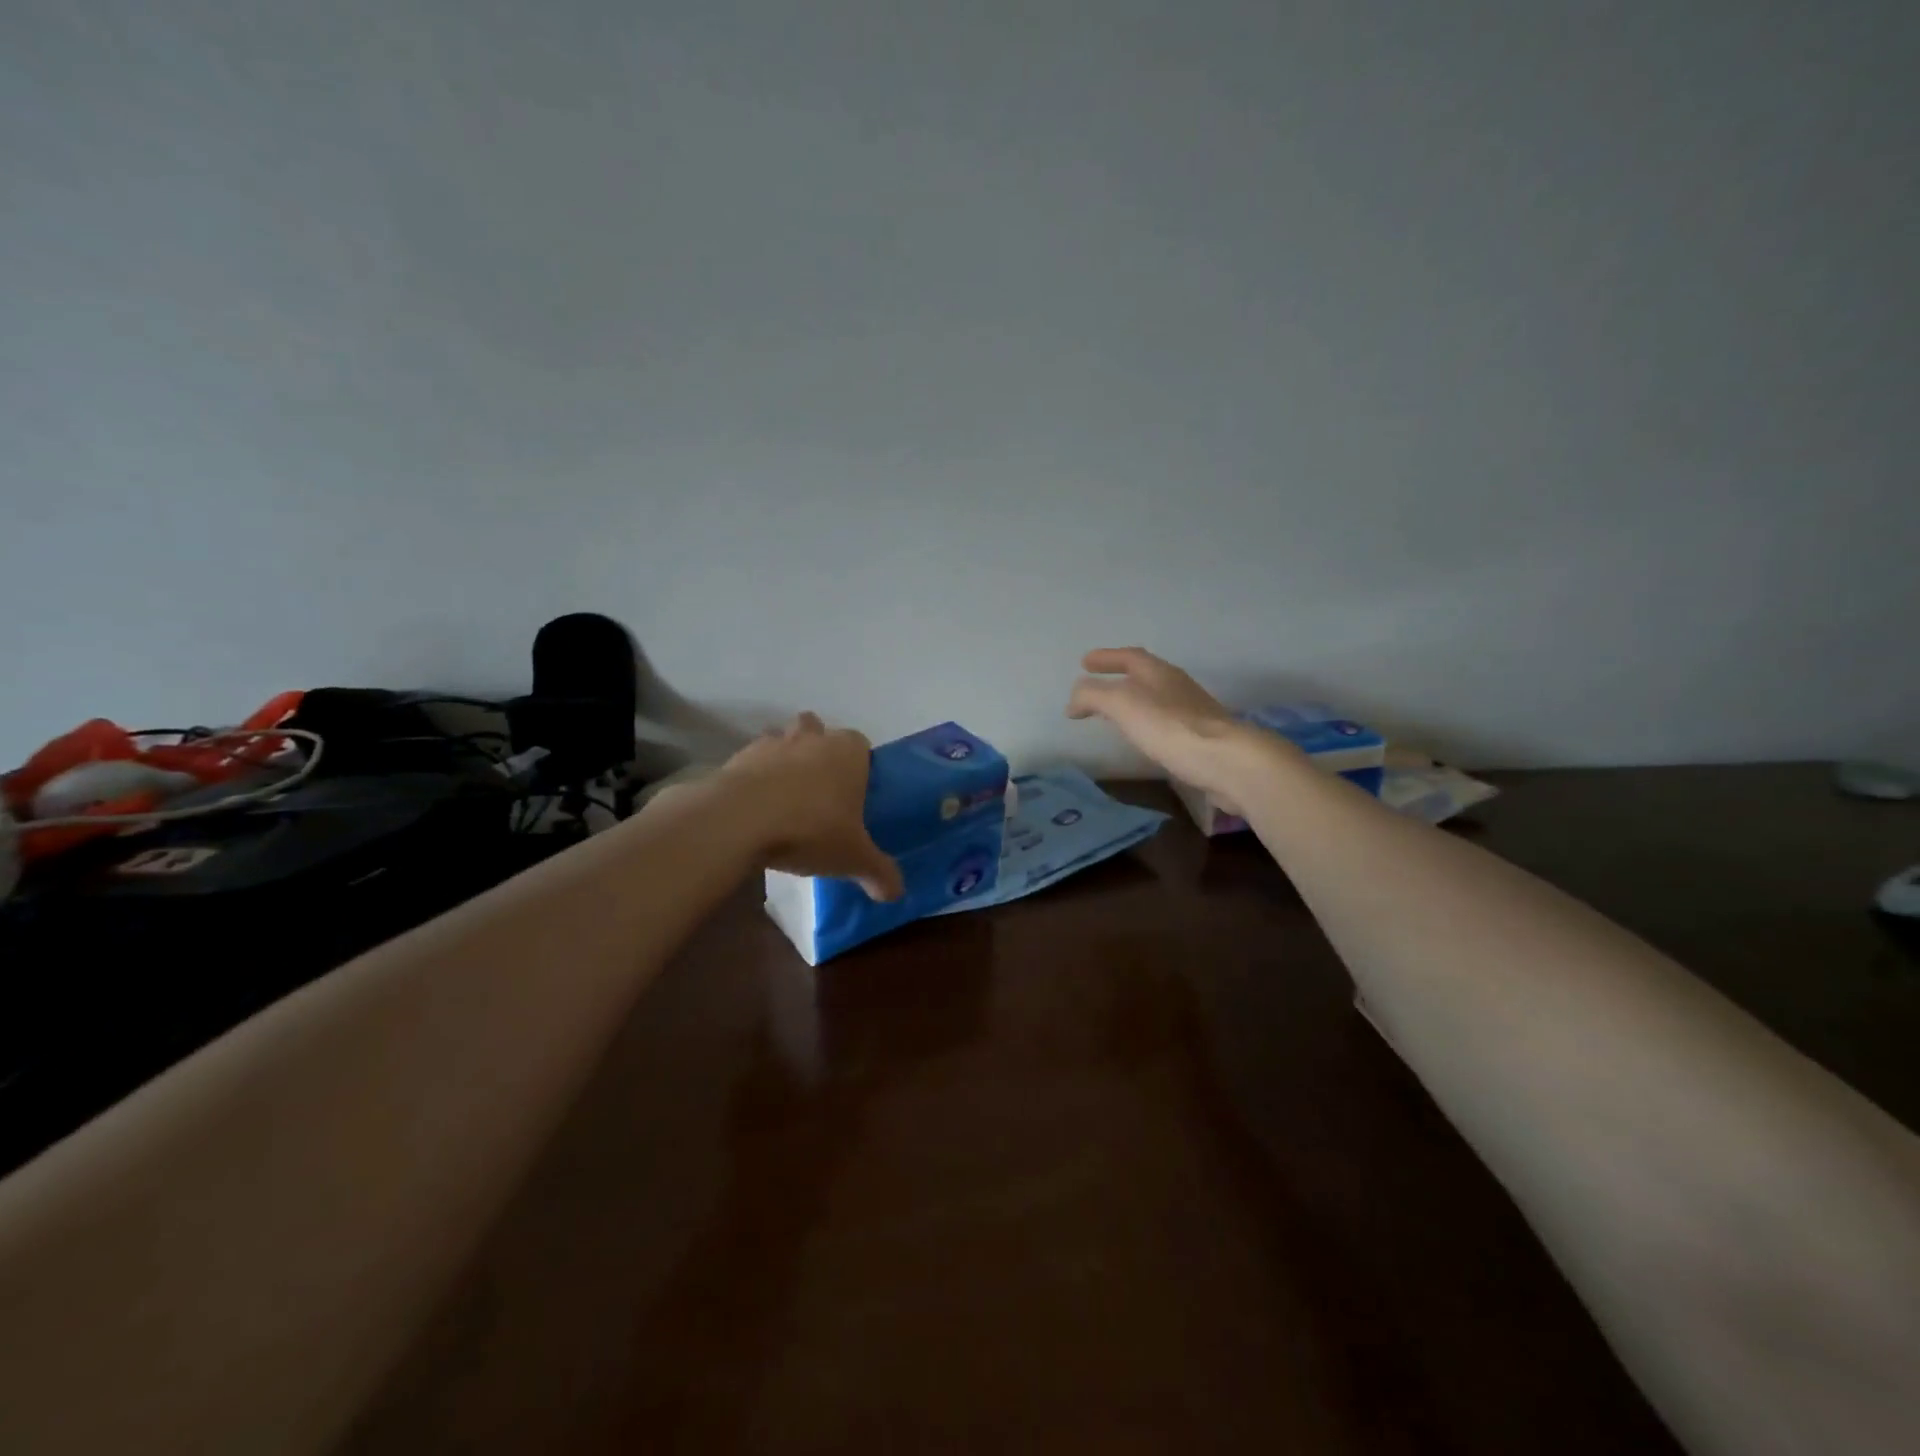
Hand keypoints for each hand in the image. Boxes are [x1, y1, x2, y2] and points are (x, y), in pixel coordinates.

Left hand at [719, 713, 904, 901]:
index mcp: (848, 751)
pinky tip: (755, 810)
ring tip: (785, 798)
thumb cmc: (811, 829)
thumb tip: (896, 893)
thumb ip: (878, 873)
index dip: (859, 765)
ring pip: (782, 740)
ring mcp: (772, 744)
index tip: (854, 793)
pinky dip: (754, 778)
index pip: (861, 745)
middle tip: (819, 790)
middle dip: (819, 750)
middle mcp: (812, 738)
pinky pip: (751, 763)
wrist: (741, 820)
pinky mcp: (737, 758)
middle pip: (818, 731)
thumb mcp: (854, 858)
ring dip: (784, 760)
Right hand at [1067, 647, 1294, 802]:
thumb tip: (1074, 700)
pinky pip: (1166, 724)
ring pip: (1156, 699)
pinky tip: (1143, 740)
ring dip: (1133, 703)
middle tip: (1096, 686)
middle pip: (1145, 675)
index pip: (1129, 657)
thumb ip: (1093, 695)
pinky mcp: (1201, 739)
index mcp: (1159, 673)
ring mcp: (1193, 712)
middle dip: (1119, 678)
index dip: (1106, 658)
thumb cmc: (1170, 727)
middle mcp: (1178, 686)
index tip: (1084, 663)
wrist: (1226, 761)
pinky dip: (1147, 725)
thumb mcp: (1121, 704)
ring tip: (1114, 715)